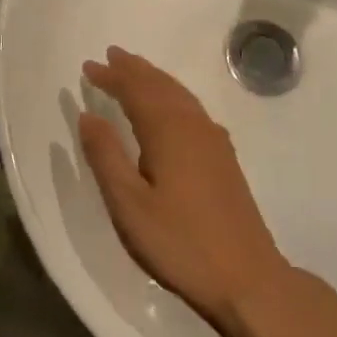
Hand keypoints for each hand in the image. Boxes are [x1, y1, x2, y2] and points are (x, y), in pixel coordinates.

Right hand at [79, 47, 294, 326]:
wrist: (249, 279)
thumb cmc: (180, 243)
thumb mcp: (129, 205)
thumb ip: (106, 156)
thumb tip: (88, 116)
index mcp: (168, 132)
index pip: (136, 90)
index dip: (112, 77)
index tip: (89, 66)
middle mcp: (194, 127)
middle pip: (161, 86)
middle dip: (134, 70)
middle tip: (111, 56)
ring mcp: (215, 142)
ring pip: (180, 96)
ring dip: (155, 79)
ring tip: (135, 71)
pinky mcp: (225, 159)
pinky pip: (192, 110)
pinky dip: (172, 96)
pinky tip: (171, 108)